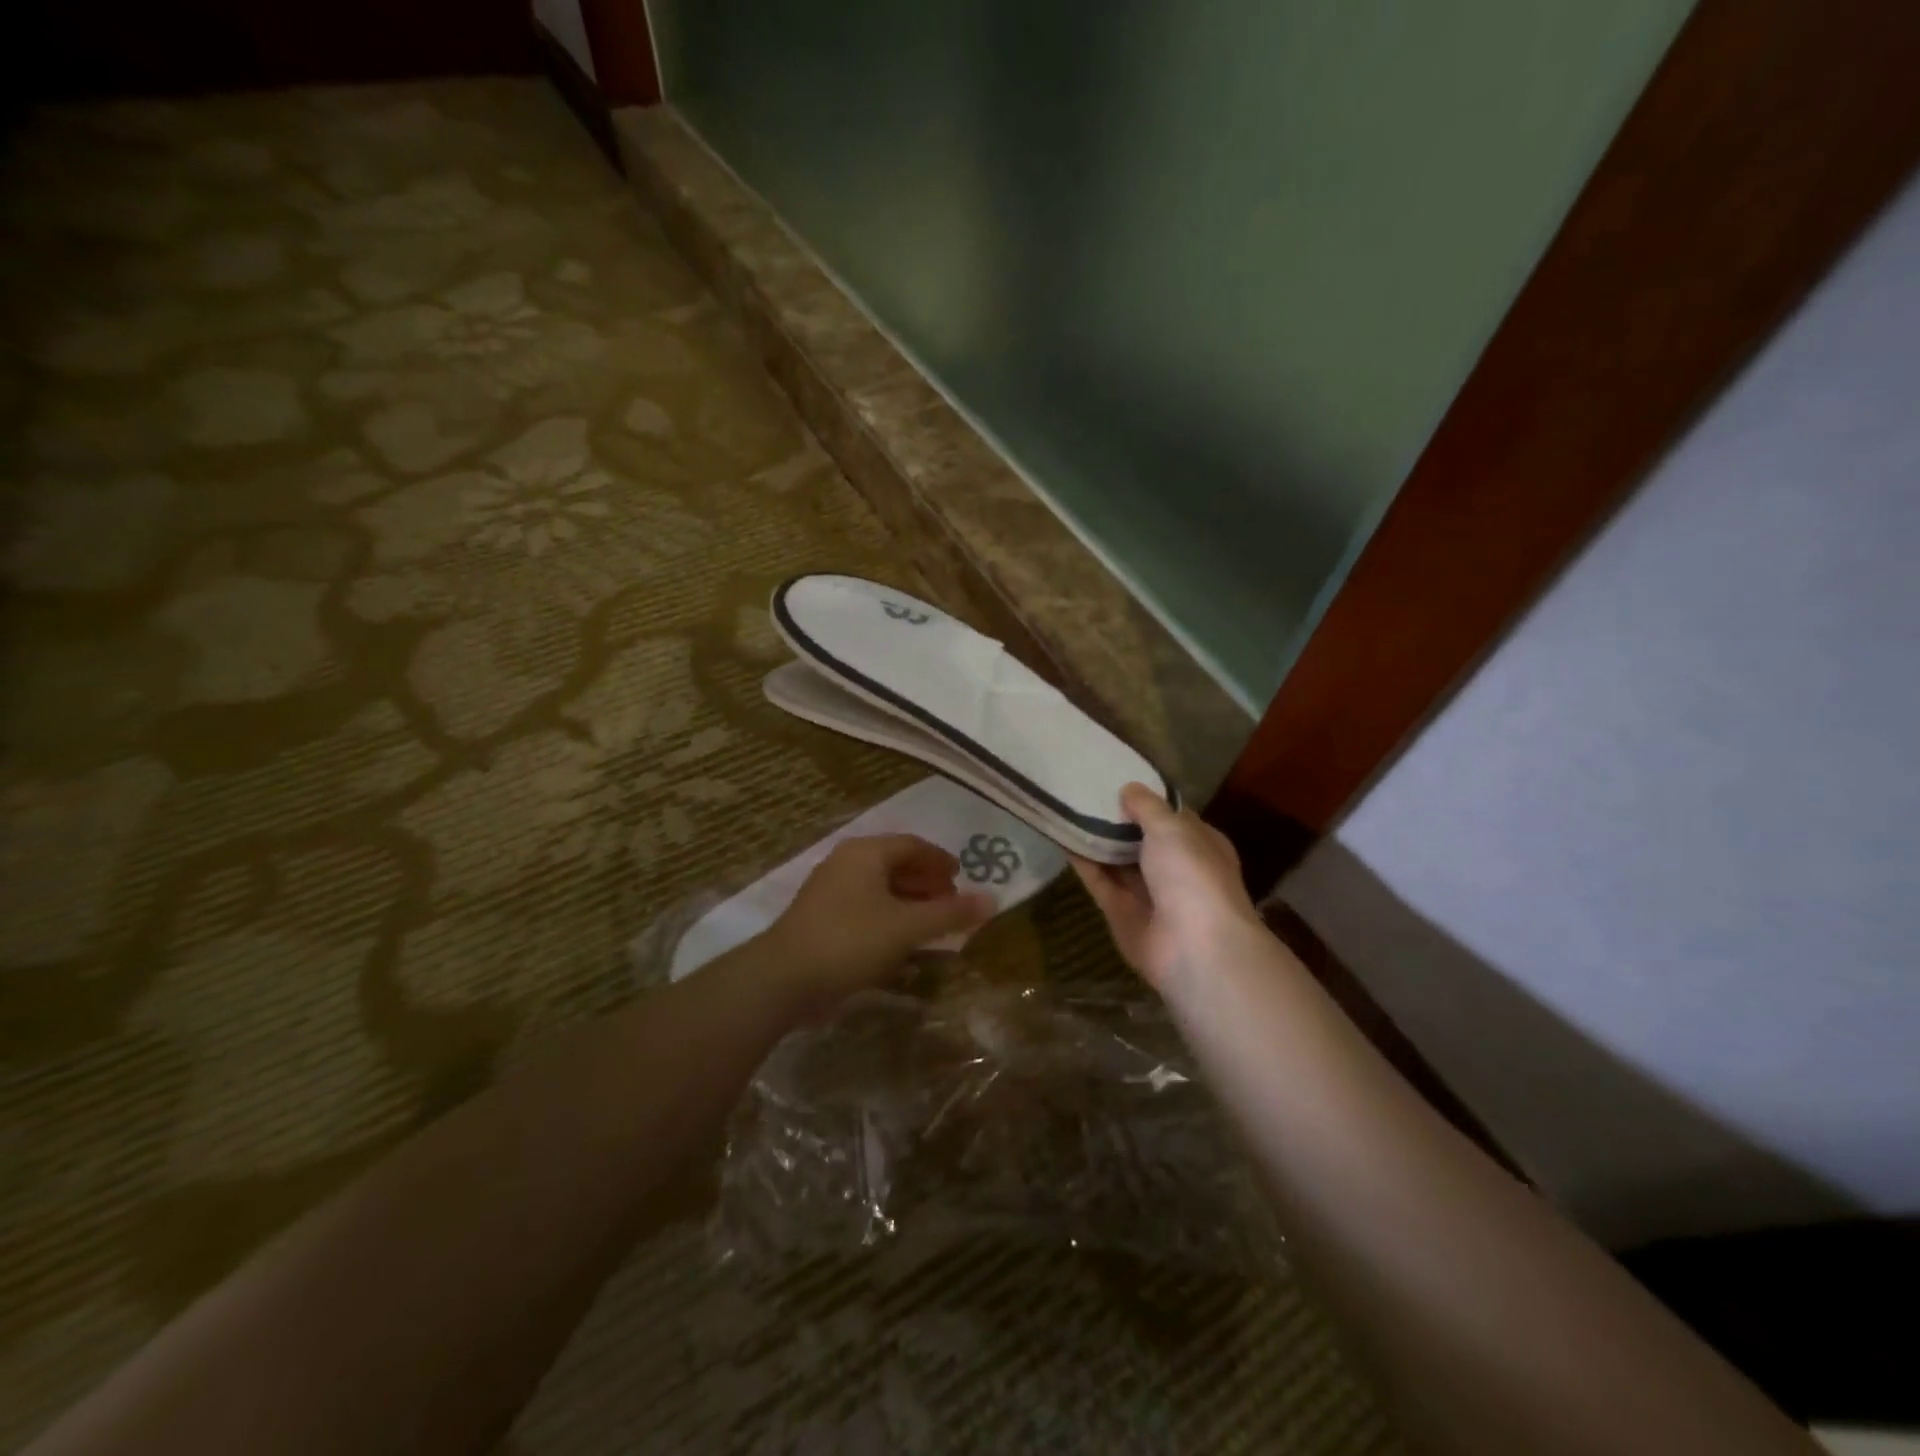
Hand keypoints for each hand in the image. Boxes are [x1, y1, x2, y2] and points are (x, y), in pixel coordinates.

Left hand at [762, 834, 993, 1011]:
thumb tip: (993, 899)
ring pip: (880, 889)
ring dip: (909, 903)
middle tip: (950, 902)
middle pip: (895, 864)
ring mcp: (830, 891)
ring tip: (932, 925)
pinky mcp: (821, 919)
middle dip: (926, 882)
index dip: (940, 860)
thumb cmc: (851, 941)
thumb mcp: (908, 926)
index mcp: (866, 853)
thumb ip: (950, 913)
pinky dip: (889, 919)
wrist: (784, 978)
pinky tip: (902, 945)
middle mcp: (846, 863)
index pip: (912, 845)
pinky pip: (865, 909)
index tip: (961, 877)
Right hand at [1072, 783, 1261, 989]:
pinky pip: (1099, 881)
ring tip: (1068, 808)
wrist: (1193, 948)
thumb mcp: (1172, 828)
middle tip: (1085, 790)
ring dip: (1098, 839)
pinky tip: (1062, 837)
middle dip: (1119, 820)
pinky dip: (1083, 862)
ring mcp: (1149, 894)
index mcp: (1201, 845)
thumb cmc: (1192, 876)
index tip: (1120, 779)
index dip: (1150, 800)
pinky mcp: (1121, 914)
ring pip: (1118, 861)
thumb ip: (1147, 807)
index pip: (1174, 818)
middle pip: (1143, 840)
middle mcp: (1177, 869)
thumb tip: (1129, 789)